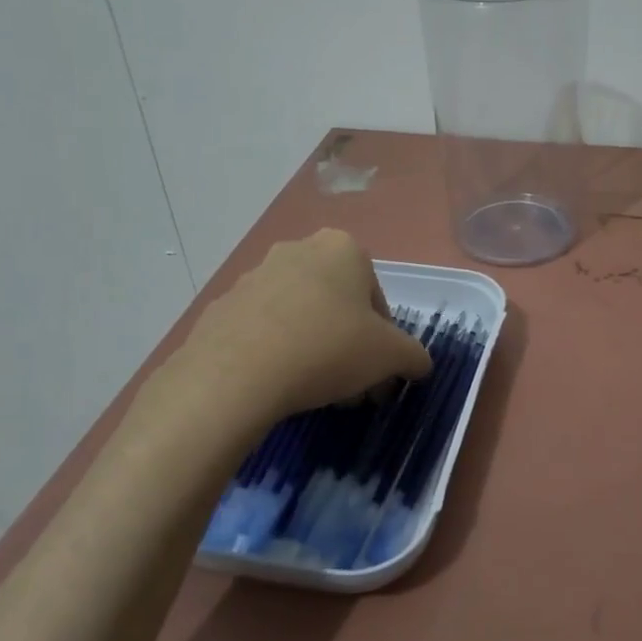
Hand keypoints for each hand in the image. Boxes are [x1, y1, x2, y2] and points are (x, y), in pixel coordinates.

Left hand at [128, 230, 431, 445]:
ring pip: (300, 315)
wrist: (236, 373)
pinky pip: (262, 329)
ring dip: (313, 347)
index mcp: (343, 248)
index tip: (376, 372)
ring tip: (313, 392)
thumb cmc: (328, 349)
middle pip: (337, 304)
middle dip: (347, 343)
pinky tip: (276, 385)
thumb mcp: (391, 356)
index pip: (376, 298)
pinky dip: (274, 352)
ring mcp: (255, 275)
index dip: (383, 340)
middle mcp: (298, 250)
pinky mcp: (222, 305)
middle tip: (349, 386)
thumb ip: (413, 356)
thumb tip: (419, 364)